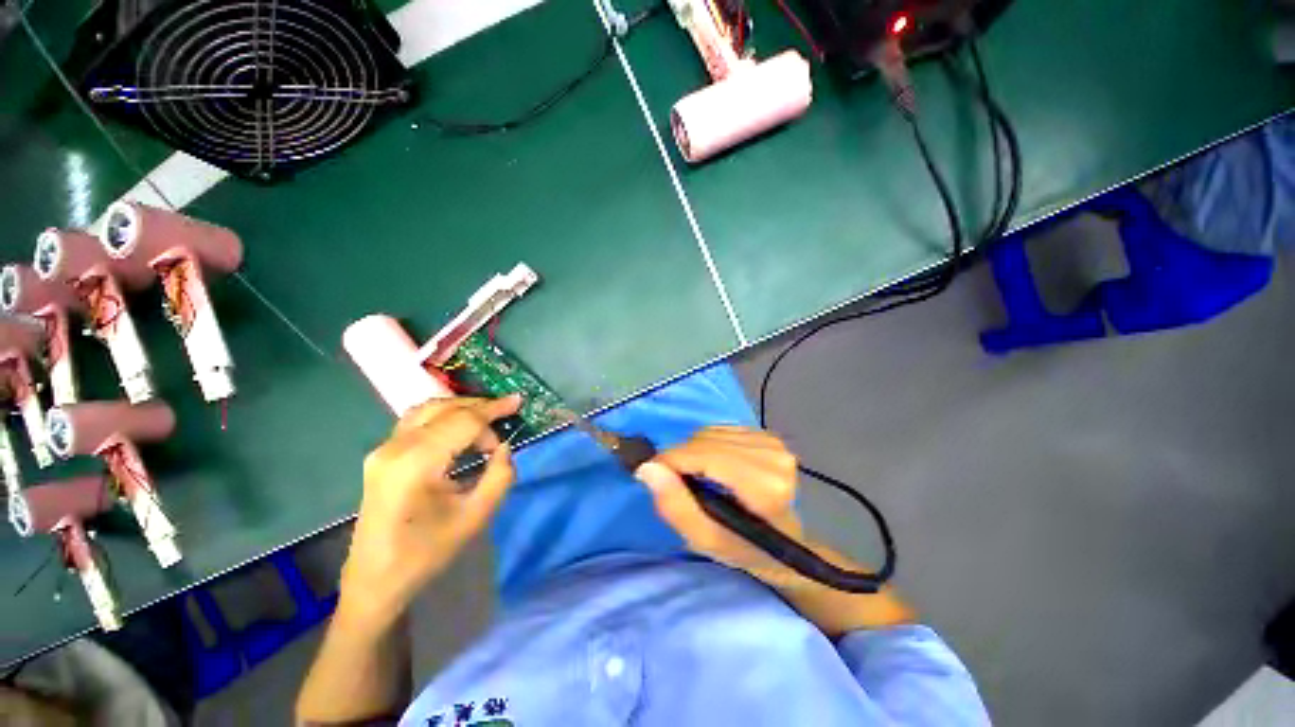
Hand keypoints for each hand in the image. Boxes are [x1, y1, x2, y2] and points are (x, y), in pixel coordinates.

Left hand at [340, 395, 520, 626]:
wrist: (377, 580)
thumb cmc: (428, 552)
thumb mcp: (477, 516)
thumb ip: (500, 475)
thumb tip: (504, 448)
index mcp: (417, 462)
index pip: (463, 421)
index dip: (494, 409)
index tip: (519, 402)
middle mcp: (395, 447)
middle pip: (445, 409)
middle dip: (480, 408)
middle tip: (507, 415)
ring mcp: (383, 449)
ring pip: (429, 409)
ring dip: (461, 409)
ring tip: (488, 420)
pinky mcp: (381, 455)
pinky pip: (416, 421)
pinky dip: (444, 417)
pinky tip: (461, 430)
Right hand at [635, 426, 808, 587]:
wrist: (784, 543)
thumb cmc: (745, 549)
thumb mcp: (706, 540)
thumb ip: (676, 506)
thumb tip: (648, 468)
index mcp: (764, 488)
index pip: (706, 456)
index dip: (671, 460)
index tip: (650, 473)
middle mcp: (772, 457)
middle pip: (705, 442)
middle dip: (680, 458)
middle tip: (673, 482)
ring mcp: (772, 443)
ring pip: (709, 433)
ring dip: (693, 451)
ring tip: (696, 477)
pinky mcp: (767, 436)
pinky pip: (719, 429)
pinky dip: (706, 444)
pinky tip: (713, 465)